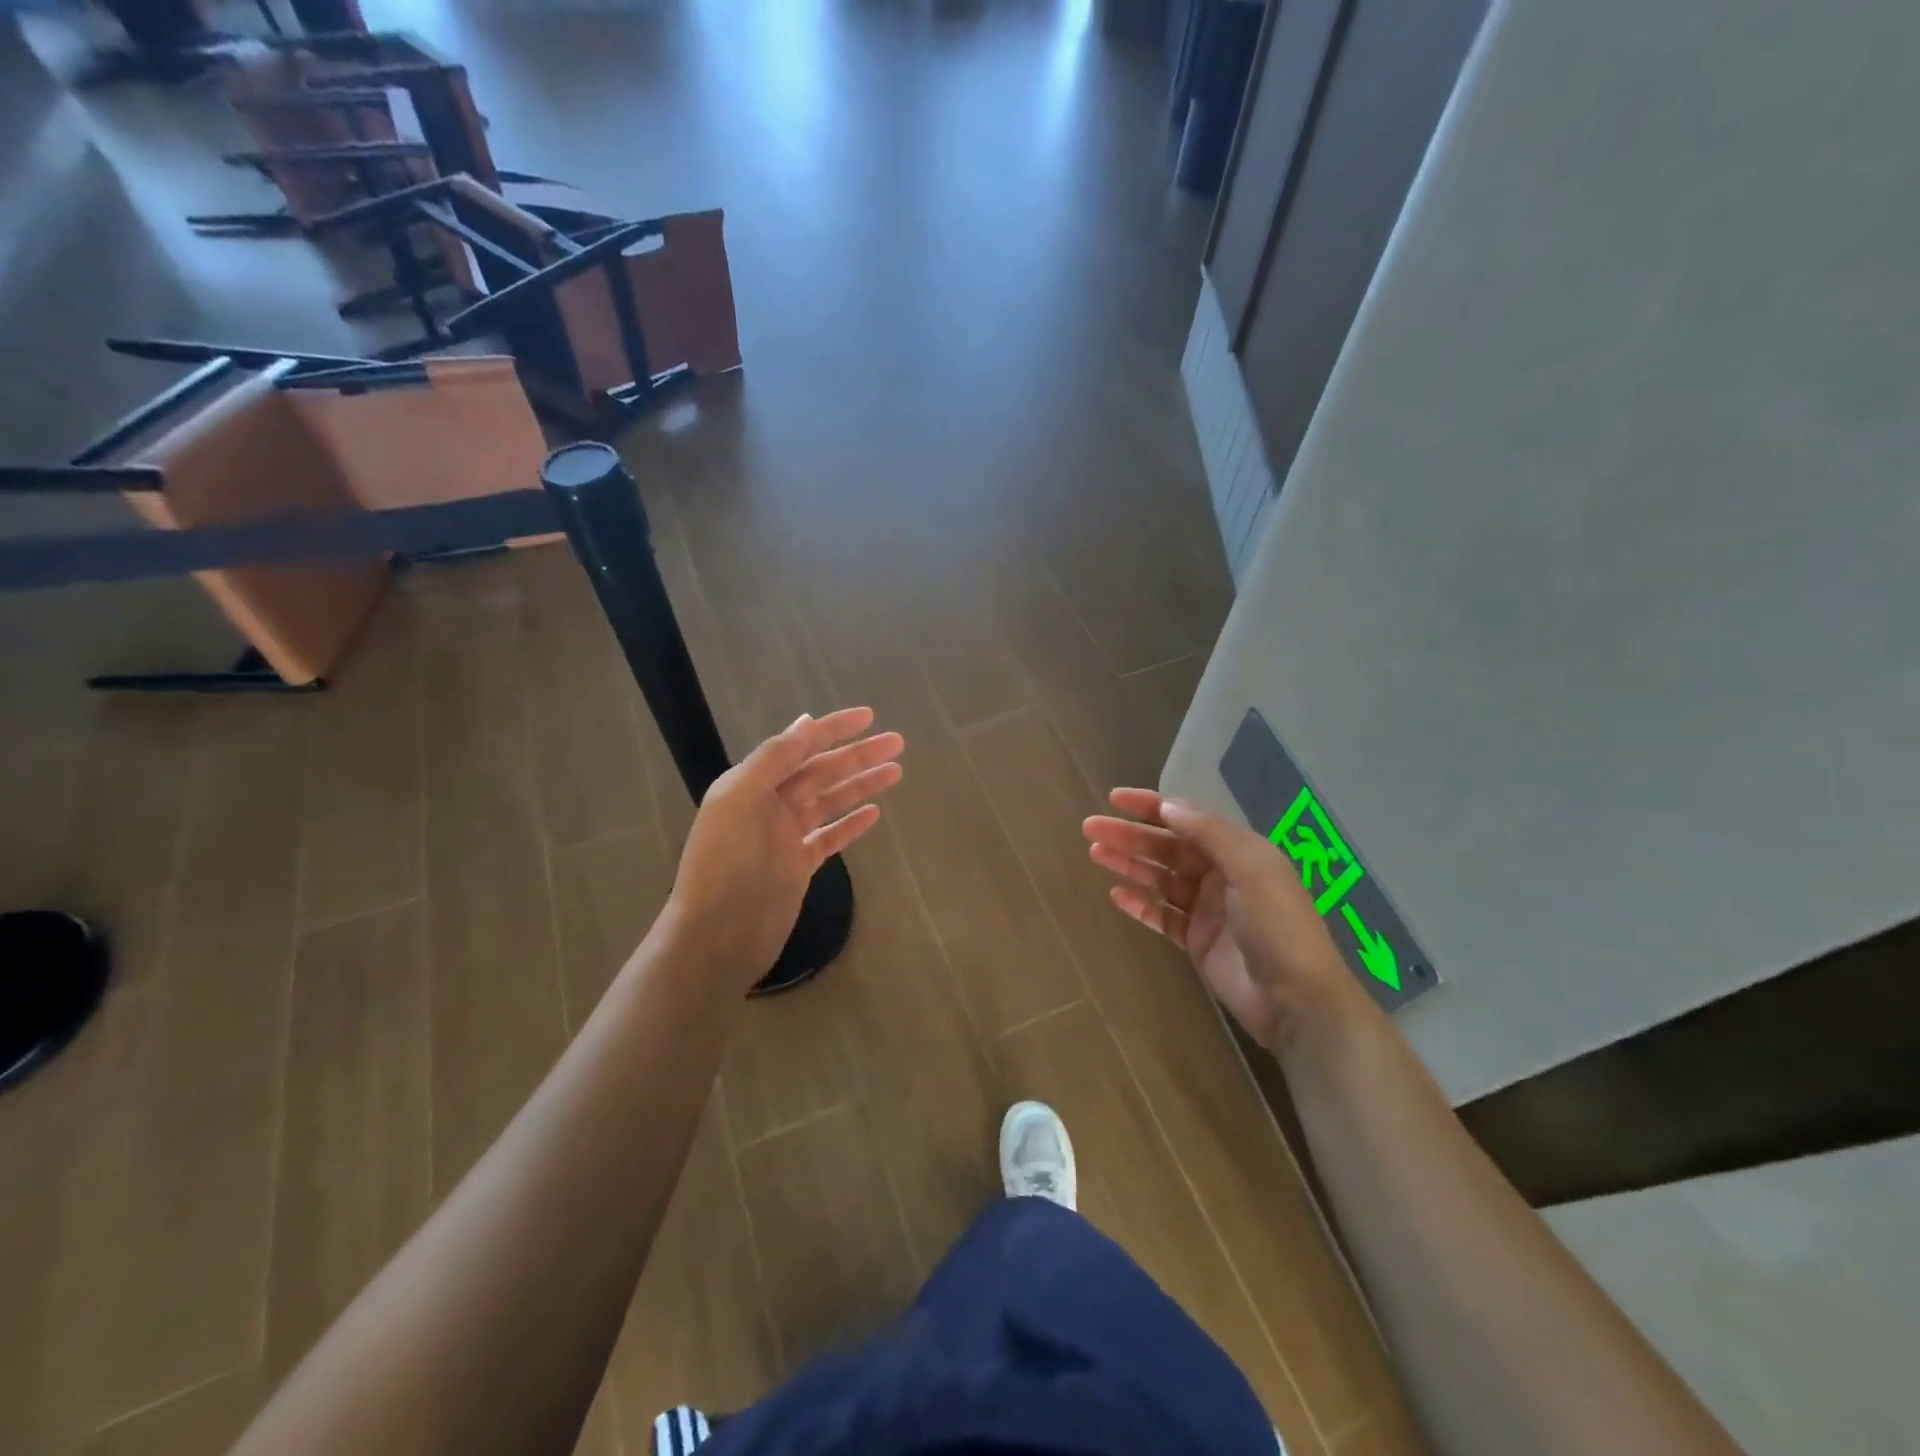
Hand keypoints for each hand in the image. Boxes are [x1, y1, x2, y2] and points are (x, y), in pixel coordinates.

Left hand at [667, 708, 903, 991]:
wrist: (717, 937)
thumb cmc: (728, 864)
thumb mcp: (742, 798)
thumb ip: (774, 758)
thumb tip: (806, 722)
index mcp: (751, 782)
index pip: (800, 745)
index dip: (834, 728)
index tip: (870, 716)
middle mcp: (768, 804)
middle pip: (822, 771)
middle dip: (858, 755)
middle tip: (897, 743)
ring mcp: (785, 837)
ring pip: (831, 801)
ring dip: (861, 785)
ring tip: (896, 772)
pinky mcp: (798, 866)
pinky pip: (830, 837)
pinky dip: (851, 823)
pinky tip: (874, 813)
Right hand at [1083, 788, 1352, 1049]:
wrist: (1295, 1000)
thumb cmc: (1278, 926)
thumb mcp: (1251, 869)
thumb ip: (1208, 834)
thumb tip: (1168, 805)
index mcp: (1237, 851)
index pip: (1187, 819)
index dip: (1150, 806)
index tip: (1114, 798)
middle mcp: (1220, 874)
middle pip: (1166, 847)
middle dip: (1130, 835)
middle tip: (1091, 828)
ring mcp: (1206, 908)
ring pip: (1159, 879)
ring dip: (1128, 864)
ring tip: (1095, 853)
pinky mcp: (1196, 940)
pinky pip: (1161, 915)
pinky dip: (1139, 904)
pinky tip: (1116, 895)